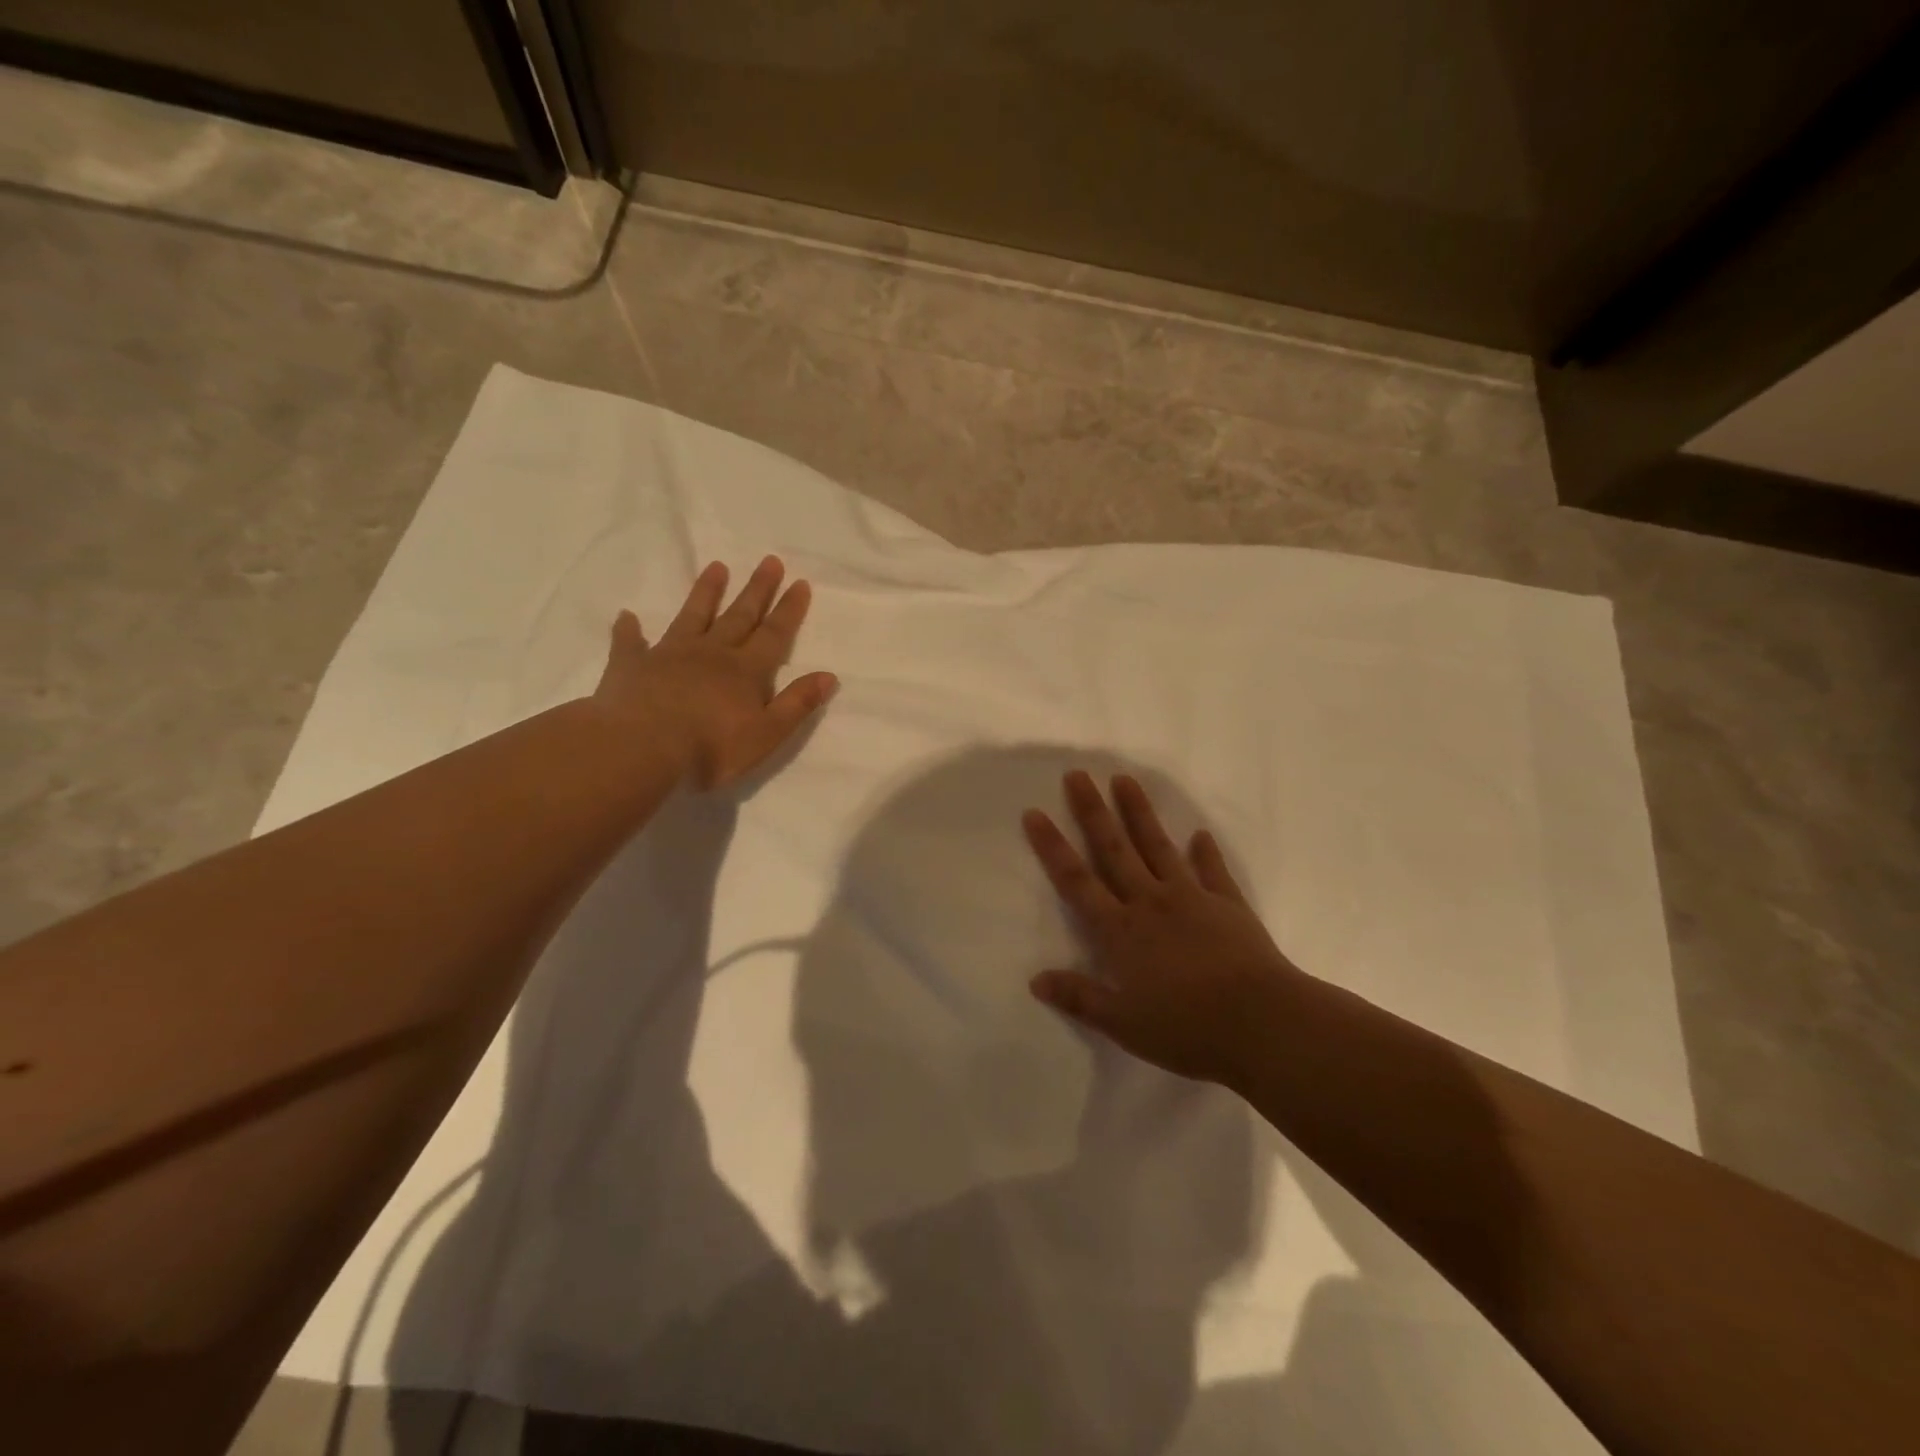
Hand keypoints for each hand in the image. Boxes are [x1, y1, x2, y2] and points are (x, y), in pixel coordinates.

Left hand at [592, 556, 837, 789]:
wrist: (641, 749)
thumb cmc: (710, 748)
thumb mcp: (766, 734)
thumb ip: (797, 704)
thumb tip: (829, 675)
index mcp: (745, 671)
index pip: (774, 635)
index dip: (789, 610)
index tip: (800, 582)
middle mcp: (711, 654)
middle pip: (739, 616)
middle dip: (757, 590)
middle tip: (769, 561)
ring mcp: (669, 655)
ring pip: (692, 617)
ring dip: (706, 592)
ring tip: (716, 567)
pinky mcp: (631, 666)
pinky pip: (630, 643)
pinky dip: (629, 630)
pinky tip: (627, 616)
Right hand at [1024, 771, 1303, 1088]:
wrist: (1263, 1023)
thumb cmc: (1186, 1028)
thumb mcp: (1124, 1023)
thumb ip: (1080, 997)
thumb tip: (1035, 980)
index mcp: (1121, 931)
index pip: (1077, 881)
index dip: (1053, 847)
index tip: (1035, 813)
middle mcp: (1150, 903)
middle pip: (1114, 850)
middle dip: (1092, 812)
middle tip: (1078, 775)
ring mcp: (1192, 898)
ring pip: (1158, 847)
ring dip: (1140, 813)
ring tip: (1125, 780)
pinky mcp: (1228, 905)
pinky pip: (1213, 871)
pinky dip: (1206, 852)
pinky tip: (1200, 835)